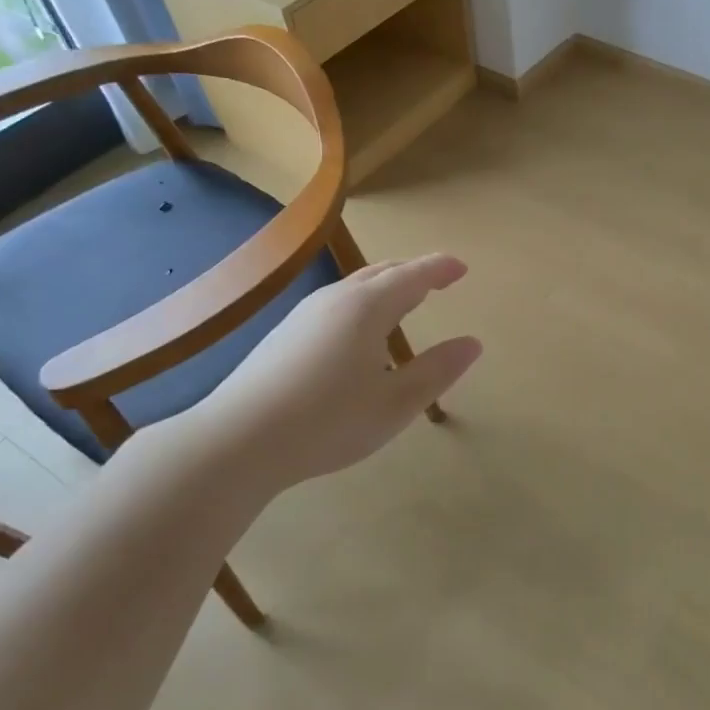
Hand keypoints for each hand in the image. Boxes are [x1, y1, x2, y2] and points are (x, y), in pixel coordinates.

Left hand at [197, 252, 481, 489]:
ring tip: (405, 301)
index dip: (440, 269)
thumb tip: (472, 343)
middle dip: (414, 272)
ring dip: (386, 287)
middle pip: (382, 273)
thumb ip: (437, 371)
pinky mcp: (284, 335)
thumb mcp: (396, 403)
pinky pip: (336, 304)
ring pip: (355, 287)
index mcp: (368, 308)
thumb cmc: (328, 421)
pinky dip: (363, 303)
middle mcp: (336, 300)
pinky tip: (360, 334)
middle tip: (438, 279)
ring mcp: (305, 315)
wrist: (237, 441)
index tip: (461, 268)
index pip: (413, 276)